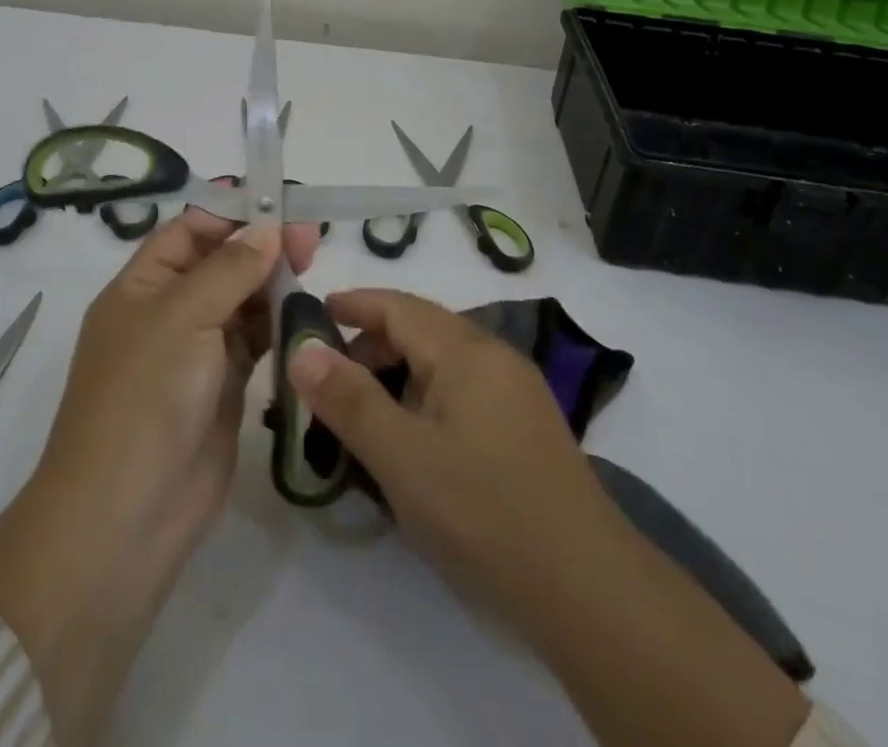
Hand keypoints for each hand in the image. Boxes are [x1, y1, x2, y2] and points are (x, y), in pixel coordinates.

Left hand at [0, 208, 319, 745]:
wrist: (126, 516)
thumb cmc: (144, 397)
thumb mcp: (183, 317)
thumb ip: (230, 268)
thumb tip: (267, 228)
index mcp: (142, 286)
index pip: (189, 230)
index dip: (230, 213)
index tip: (279, 206)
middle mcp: (168, 312)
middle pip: (220, 262)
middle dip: (261, 247)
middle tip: (309, 242)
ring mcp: (196, 352)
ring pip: (241, 300)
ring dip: (273, 284)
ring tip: (311, 271)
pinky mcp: (223, 388)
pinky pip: (254, 341)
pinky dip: (278, 325)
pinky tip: (304, 315)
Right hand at [291, 289, 806, 746]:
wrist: (584, 583)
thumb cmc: (483, 509)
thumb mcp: (402, 456)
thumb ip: (348, 400)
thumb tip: (302, 349)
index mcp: (465, 349)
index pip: (398, 306)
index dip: (353, 304)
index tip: (312, 311)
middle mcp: (494, 355)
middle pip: (421, 329)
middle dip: (371, 345)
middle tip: (328, 380)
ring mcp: (516, 389)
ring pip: (442, 362)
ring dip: (398, 374)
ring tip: (364, 412)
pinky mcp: (526, 424)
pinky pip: (463, 389)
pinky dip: (426, 397)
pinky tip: (414, 438)